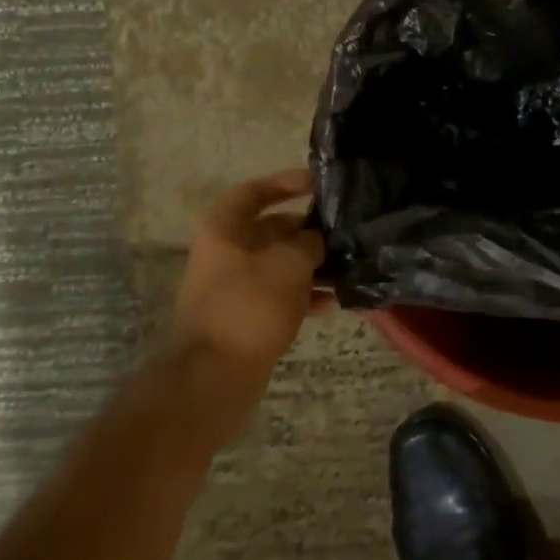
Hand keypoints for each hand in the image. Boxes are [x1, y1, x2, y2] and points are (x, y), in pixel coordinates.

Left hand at [163, 169, 333, 430]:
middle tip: (343, 233)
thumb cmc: (250, 305)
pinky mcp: (245, 317)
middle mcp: (226, 253)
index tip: (319, 184)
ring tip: (346, 269)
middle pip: (271, 229)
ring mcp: (234, 287)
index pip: (254, 192)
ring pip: (280, 265)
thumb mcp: (289, 263)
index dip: (285, 182)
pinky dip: (304, 296)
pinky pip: (280, 296)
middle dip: (308, 231)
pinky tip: (333, 303)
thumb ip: (309, 242)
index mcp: (224, 229)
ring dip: (312, 266)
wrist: (213, 376)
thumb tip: (317, 239)